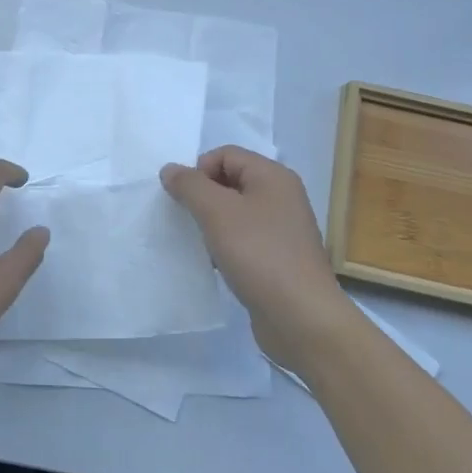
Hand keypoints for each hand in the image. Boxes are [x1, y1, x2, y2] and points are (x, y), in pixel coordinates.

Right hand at [160, 146, 347, 367]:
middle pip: (230, 181)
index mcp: (273, 177)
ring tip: (200, 244)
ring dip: (212, 224)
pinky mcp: (279, 258)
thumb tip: (170, 169)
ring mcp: (283, 229)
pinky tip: (216, 264)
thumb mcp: (217, 212)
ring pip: (235, 213)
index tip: (183, 199)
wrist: (301, 317)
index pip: (225, 154)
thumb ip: (190, 185)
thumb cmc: (259, 254)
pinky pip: (244, 239)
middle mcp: (282, 197)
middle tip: (186, 220)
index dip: (199, 170)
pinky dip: (226, 246)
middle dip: (203, 197)